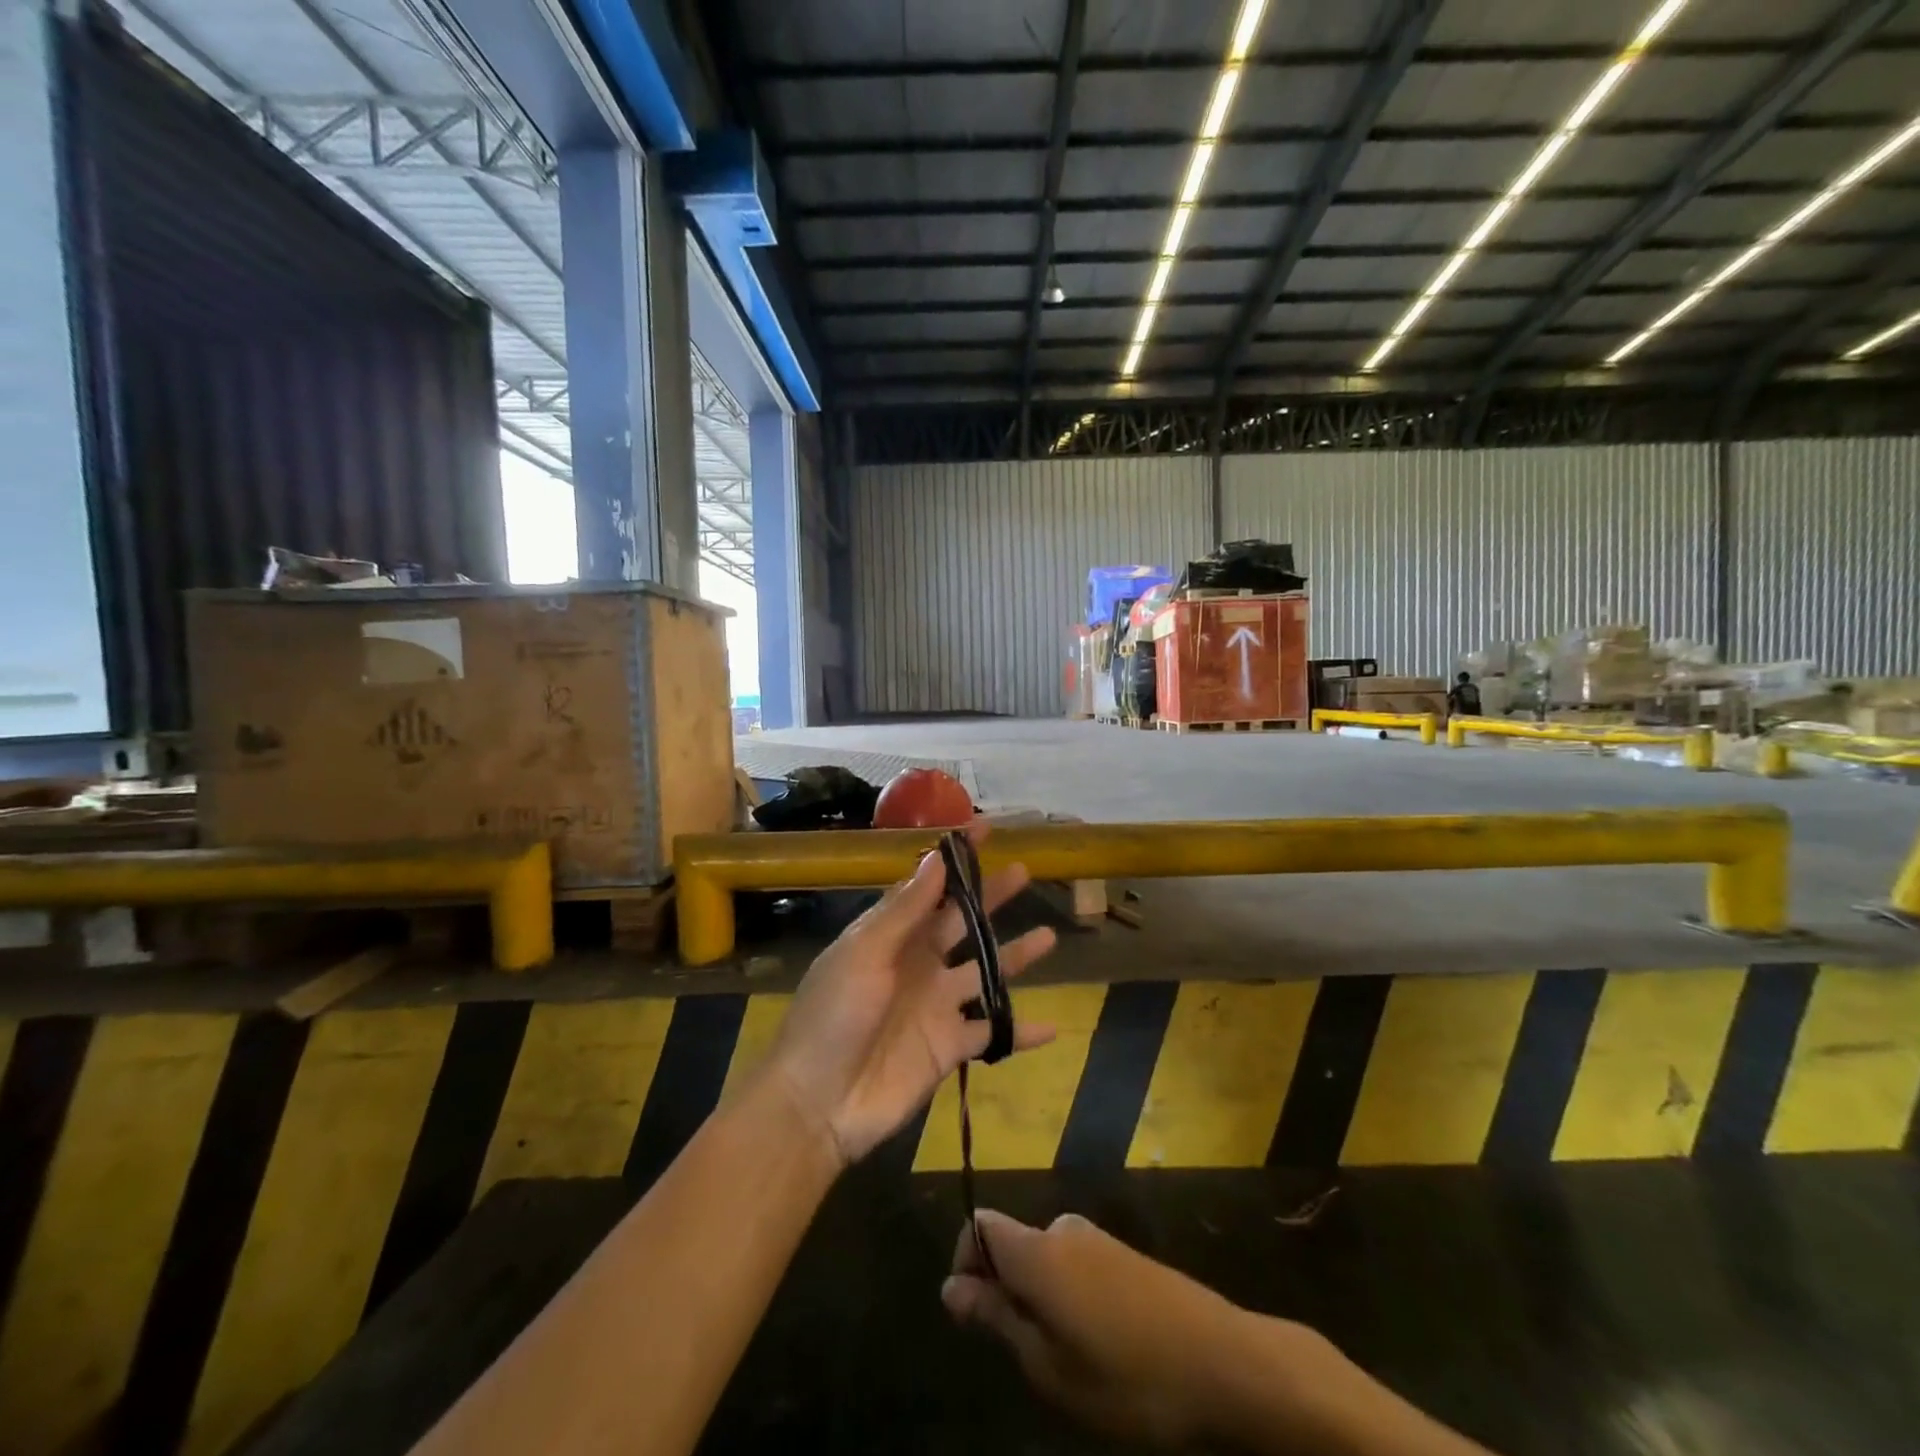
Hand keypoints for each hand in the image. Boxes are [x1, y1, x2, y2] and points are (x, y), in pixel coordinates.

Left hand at [761, 824, 1056, 1165]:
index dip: (955, 859)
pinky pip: (993, 1033)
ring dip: (1016, 957)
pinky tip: (1052, 1027)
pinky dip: (1021, 1031)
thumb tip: (936, 858)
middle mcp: (919, 963)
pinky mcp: (950, 1046)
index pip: (929, 886)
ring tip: (1050, 936)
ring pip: (986, 973)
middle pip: (963, 923)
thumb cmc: (834, 1016)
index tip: (983, 829)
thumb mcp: (864, 953)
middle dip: (991, 897)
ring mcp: (937, 1005)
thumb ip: (904, 910)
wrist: (818, 1103)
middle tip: (1024, 871)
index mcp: (892, 935)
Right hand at [941, 1210, 1271, 1447]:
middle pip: (1013, 1244)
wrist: (1225, 1363)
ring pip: (1046, 1260)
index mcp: (1037, 1249)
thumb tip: (950, 1286)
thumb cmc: (1128, 1377)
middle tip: (1029, 1359)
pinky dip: (1070, 1299)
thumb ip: (996, 1318)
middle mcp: (1063, 1230)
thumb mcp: (1050, 1367)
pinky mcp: (1126, 1255)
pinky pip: (1077, 1266)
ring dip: (1040, 1301)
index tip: (974, 1317)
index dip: (965, 1264)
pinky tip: (1101, 1347)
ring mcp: (1099, 1239)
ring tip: (1068, 1362)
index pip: (979, 1226)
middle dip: (1006, 1292)